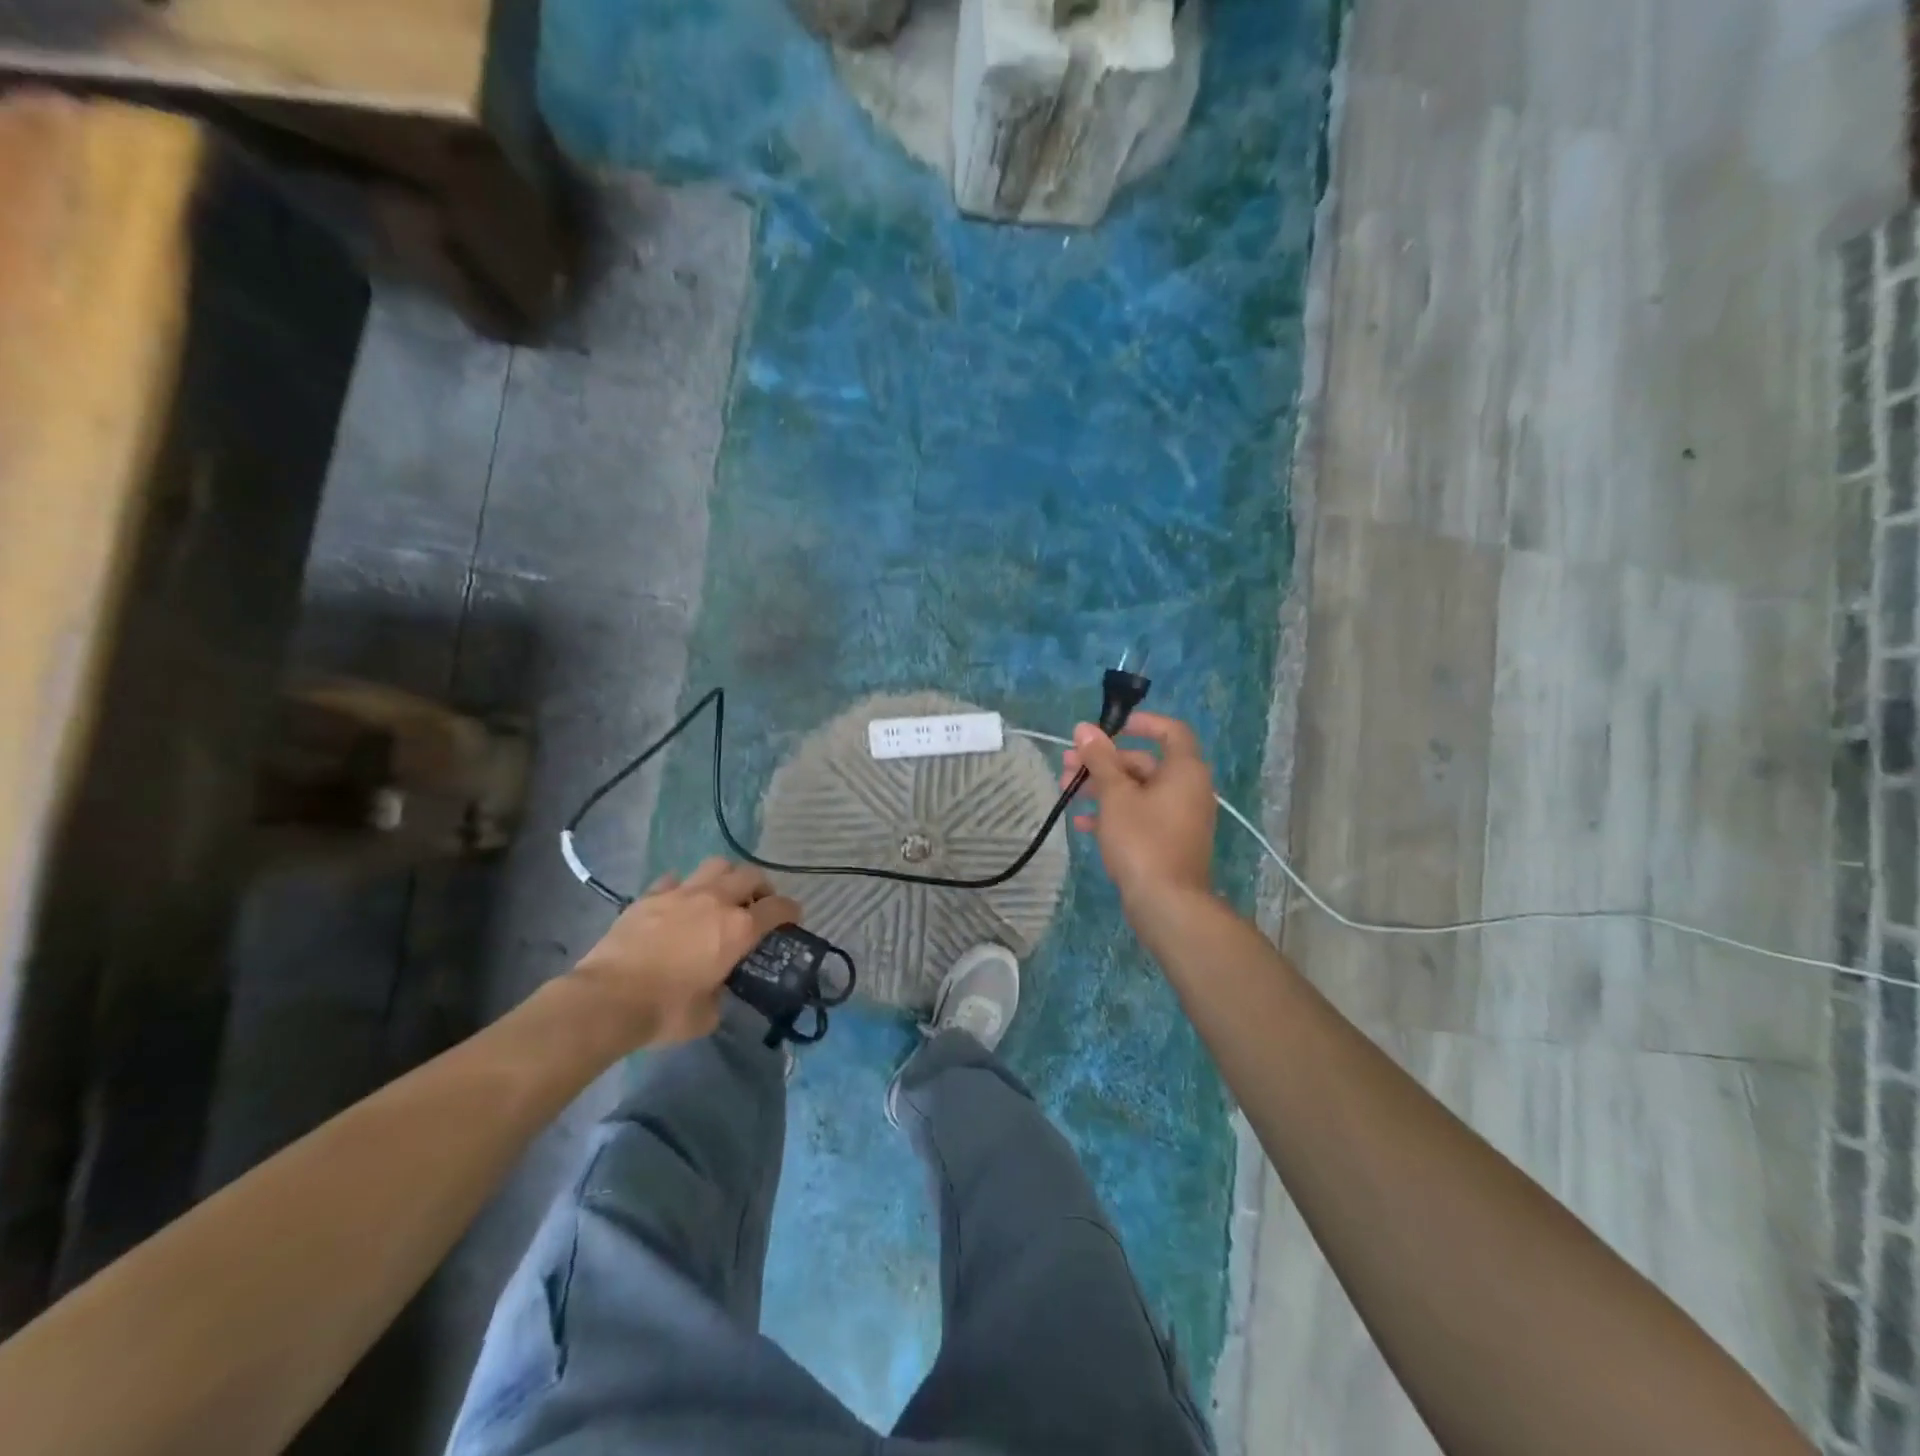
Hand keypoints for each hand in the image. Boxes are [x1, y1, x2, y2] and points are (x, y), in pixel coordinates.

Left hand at [570, 858, 801, 1047]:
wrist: (608, 999)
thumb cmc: (665, 1011)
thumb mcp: (708, 1014)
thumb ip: (721, 993)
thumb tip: (717, 987)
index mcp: (738, 930)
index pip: (779, 908)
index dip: (791, 911)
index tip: (793, 918)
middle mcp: (716, 901)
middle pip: (751, 875)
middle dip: (761, 887)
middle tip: (757, 905)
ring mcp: (681, 893)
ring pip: (716, 864)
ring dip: (726, 877)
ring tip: (721, 895)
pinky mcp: (650, 895)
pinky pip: (675, 879)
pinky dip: (684, 887)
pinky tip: (679, 903)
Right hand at [1062, 711, 1217, 913]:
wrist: (1167, 903)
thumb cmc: (1142, 840)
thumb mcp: (1115, 795)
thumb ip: (1100, 759)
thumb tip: (1085, 728)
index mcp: (1184, 770)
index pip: (1171, 731)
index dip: (1141, 724)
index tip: (1110, 727)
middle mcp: (1188, 789)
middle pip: (1145, 762)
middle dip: (1104, 761)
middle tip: (1069, 764)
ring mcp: (1180, 817)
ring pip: (1138, 790)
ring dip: (1103, 787)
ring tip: (1066, 791)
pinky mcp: (1169, 841)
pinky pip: (1141, 815)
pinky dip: (1114, 813)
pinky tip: (1082, 823)